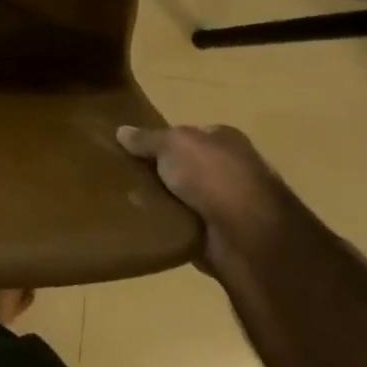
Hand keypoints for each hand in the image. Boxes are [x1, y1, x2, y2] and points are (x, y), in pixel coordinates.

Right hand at [116, 122, 287, 275]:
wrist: (246, 234)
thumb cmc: (212, 175)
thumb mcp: (172, 144)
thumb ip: (146, 138)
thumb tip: (120, 131)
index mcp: (224, 139)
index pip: (188, 135)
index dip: (161, 140)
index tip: (132, 149)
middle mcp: (230, 168)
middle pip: (184, 166)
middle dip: (159, 172)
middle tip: (125, 177)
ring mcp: (228, 204)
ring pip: (182, 197)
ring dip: (163, 201)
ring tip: (127, 202)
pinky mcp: (221, 235)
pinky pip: (184, 225)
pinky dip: (169, 226)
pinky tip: (147, 225)